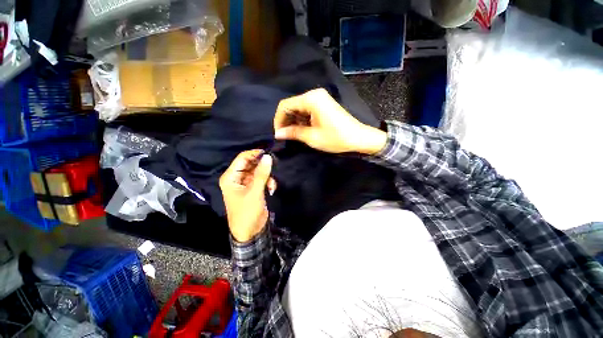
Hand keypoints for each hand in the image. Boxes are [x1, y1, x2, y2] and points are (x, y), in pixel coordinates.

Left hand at [219, 150, 276, 242]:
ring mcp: (245, 183)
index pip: (242, 158)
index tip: (269, 152)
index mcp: (231, 177)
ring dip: (267, 176)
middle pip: (251, 163)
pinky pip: (261, 178)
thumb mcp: (255, 192)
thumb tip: (268, 156)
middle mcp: (237, 178)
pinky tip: (271, 189)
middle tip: (274, 165)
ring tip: (271, 184)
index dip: (255, 153)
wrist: (250, 231)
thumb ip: (261, 174)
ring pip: (258, 171)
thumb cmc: (247, 212)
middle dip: (262, 166)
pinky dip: (268, 182)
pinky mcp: (253, 188)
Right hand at [274, 88, 386, 154]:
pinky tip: (303, 130)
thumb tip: (278, 134)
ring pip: (299, 108)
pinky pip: (307, 110)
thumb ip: (293, 133)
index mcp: (311, 99)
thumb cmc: (336, 138)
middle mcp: (314, 94)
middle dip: (286, 121)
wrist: (359, 138)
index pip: (285, 105)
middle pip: (292, 105)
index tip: (278, 134)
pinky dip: (302, 120)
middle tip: (285, 136)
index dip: (278, 120)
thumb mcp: (312, 137)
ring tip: (294, 135)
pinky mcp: (324, 104)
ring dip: (294, 121)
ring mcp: (320, 98)